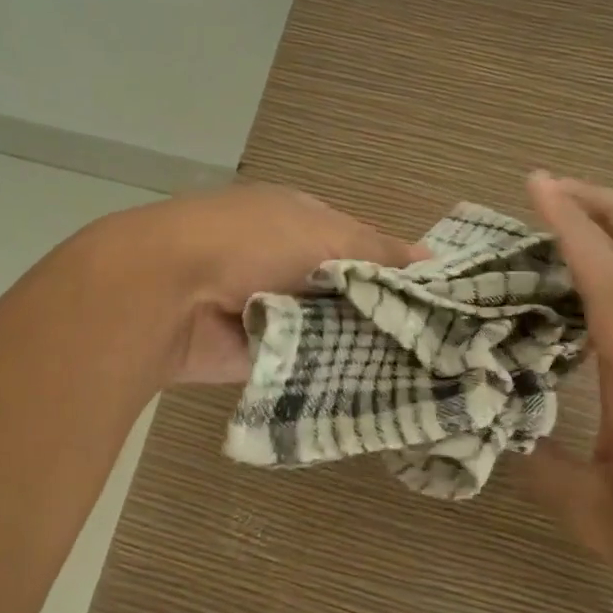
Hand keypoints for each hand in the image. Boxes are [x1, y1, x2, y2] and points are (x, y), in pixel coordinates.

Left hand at [136, 184, 426, 384]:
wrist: (168, 293)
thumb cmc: (250, 242)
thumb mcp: (321, 232)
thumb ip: (376, 250)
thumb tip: (431, 257)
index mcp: (297, 222)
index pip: (359, 245)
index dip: (396, 268)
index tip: (440, 297)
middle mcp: (286, 264)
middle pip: (347, 291)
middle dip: (384, 312)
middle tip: (444, 342)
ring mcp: (274, 311)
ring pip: (333, 331)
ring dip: (364, 345)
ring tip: (427, 370)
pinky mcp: (264, 356)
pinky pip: (311, 365)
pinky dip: (338, 373)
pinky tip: (386, 390)